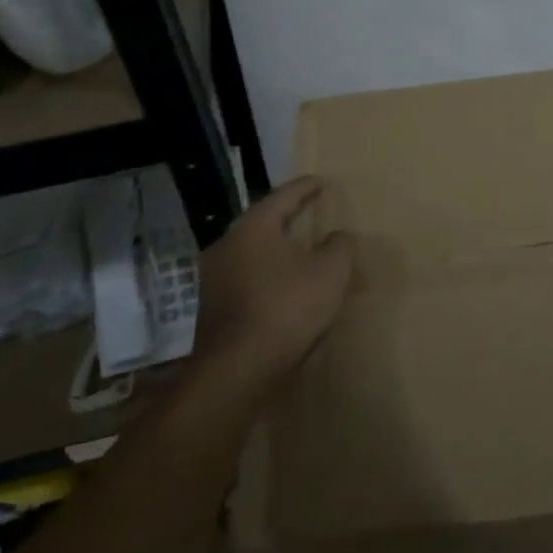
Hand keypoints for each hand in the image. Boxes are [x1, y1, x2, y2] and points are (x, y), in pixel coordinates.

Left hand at [191, 177, 354, 401]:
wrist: (236, 370)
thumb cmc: (286, 309)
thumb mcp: (330, 273)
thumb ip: (339, 246)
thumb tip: (337, 237)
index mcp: (254, 226)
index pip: (284, 195)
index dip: (306, 187)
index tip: (321, 182)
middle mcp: (228, 243)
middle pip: (264, 221)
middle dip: (288, 216)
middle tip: (310, 210)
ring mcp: (214, 276)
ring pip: (253, 250)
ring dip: (277, 247)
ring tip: (301, 249)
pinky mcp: (213, 306)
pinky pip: (247, 276)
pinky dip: (267, 273)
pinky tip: (283, 284)